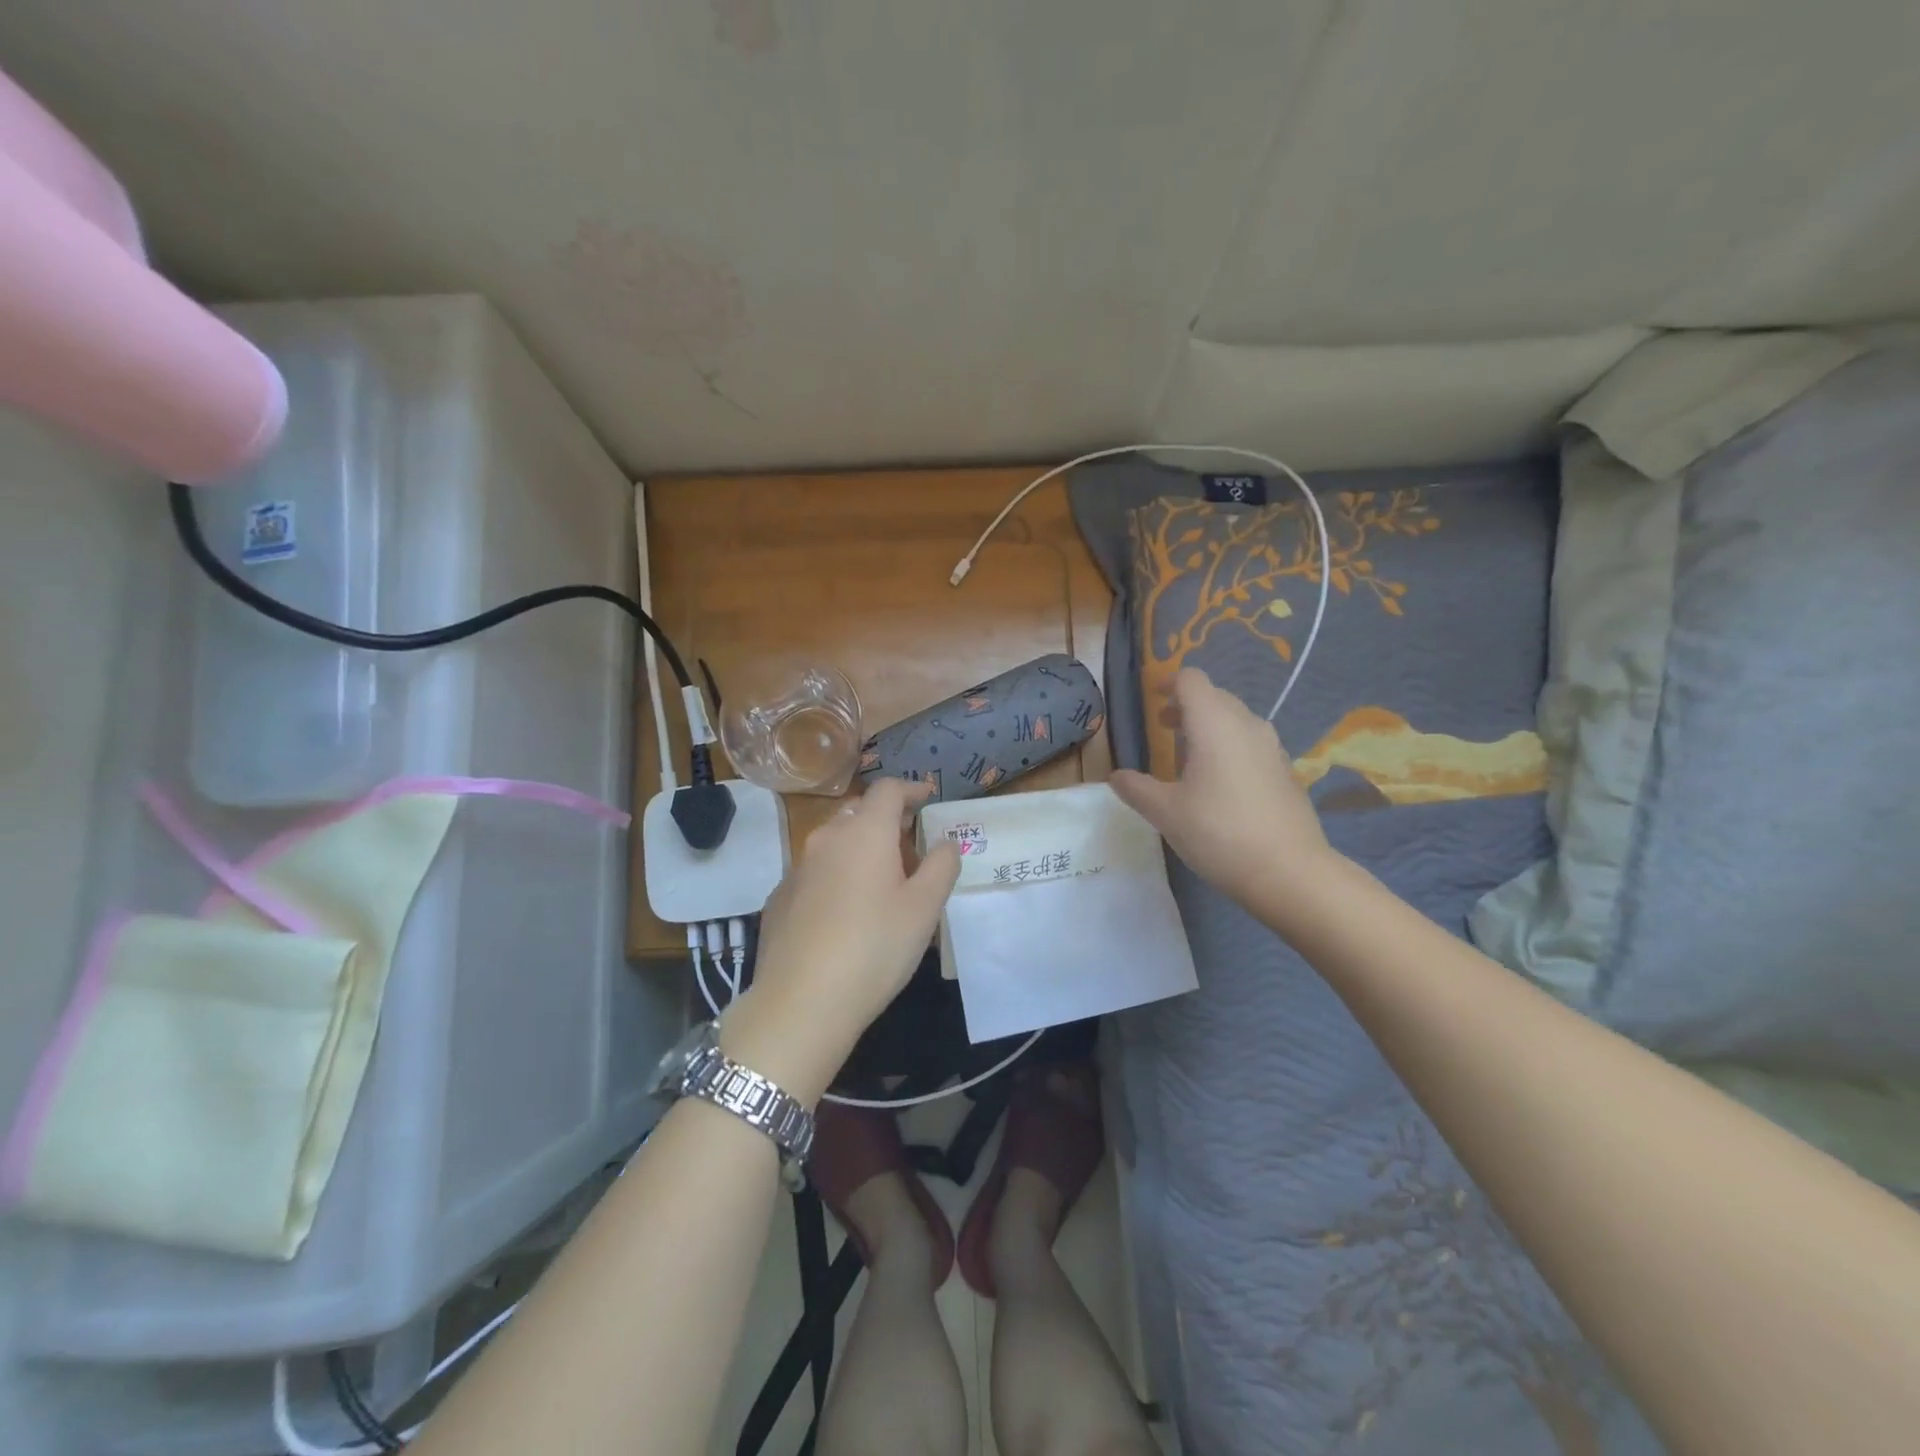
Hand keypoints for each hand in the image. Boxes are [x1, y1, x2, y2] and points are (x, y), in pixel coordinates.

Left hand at [720, 778, 960, 1102]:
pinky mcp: (780, 897)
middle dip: (885, 819)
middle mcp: (827, 838)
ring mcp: (797, 868)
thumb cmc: (875, 947)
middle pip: (858, 811)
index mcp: (865, 832)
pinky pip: (815, 871)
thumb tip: (945, 842)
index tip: (928, 797)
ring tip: (880, 878)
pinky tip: (845, 910)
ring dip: (859, 846)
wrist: (800, 1002)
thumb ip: (942, 866)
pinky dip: (836, 874)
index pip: (888, 789)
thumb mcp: (924, 908)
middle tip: (909, 843)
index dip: (911, 788)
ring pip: (834, 841)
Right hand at [1110, 667, 1340, 918]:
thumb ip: (1136, 789)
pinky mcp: (1285, 771)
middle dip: (1187, 705)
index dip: (1169, 683)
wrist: (1290, 872)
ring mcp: (1271, 748)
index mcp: (1214, 724)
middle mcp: (1246, 725)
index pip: (1191, 681)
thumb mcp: (1166, 813)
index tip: (1153, 698)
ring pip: (1236, 720)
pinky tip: (1220, 782)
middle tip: (1164, 726)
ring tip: (1188, 754)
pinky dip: (1230, 747)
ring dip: (1210, 726)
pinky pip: (1251, 743)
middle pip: (1215, 697)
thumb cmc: (1219, 833)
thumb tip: (1116, 777)